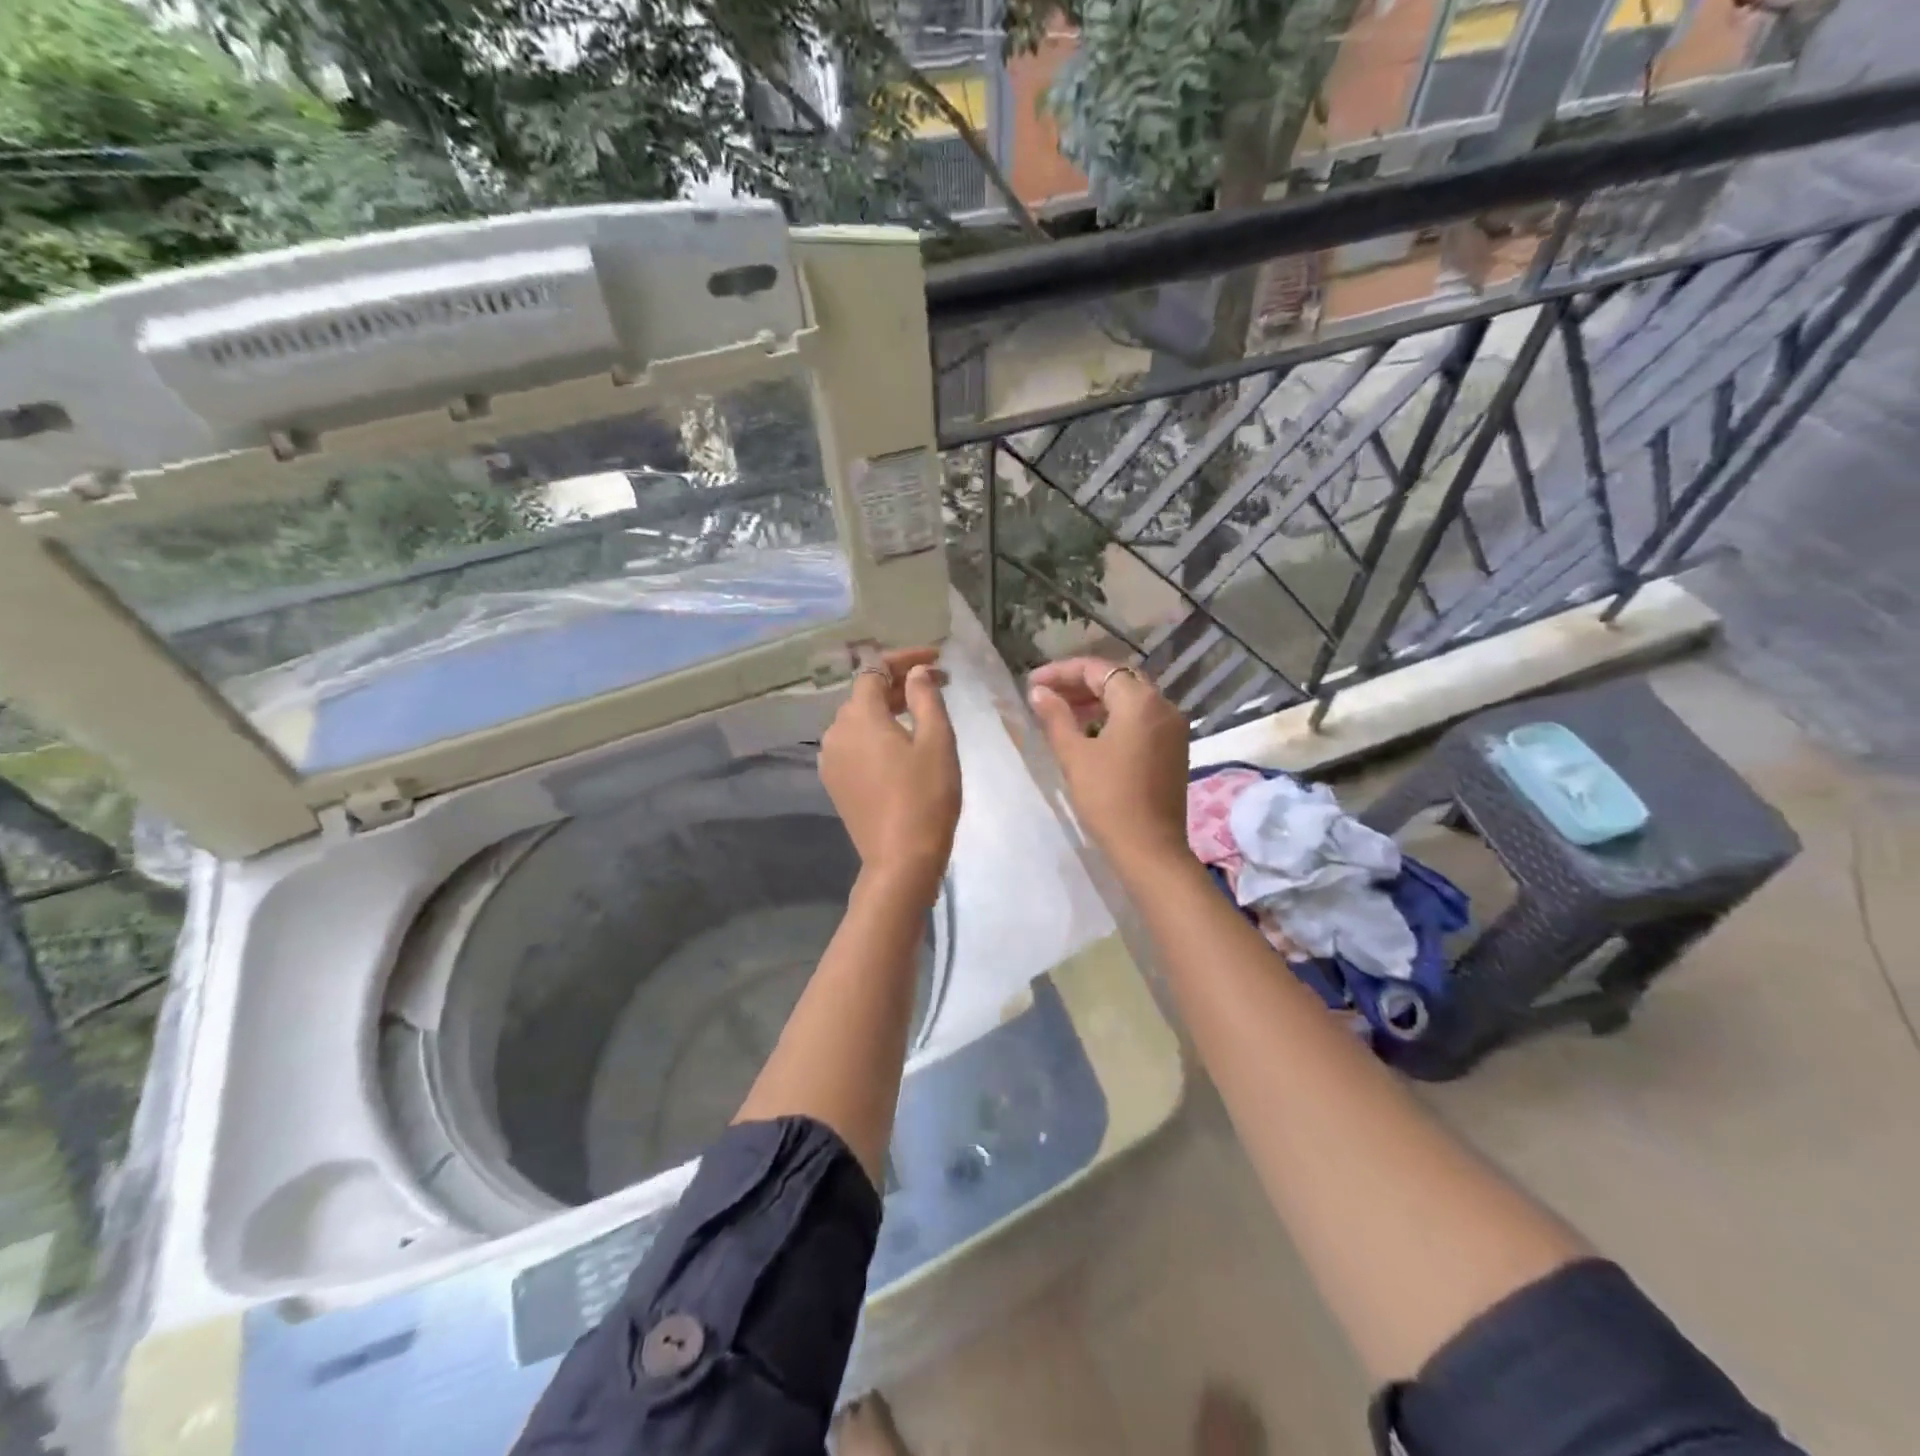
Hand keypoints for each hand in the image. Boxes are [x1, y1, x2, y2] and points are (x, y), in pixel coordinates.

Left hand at [820, 648, 960, 900]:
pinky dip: (876, 734)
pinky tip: (900, 743)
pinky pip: (854, 744)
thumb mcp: (936, 741)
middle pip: (865, 694)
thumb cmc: (926, 796)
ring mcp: (831, 759)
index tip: (937, 659)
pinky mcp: (835, 782)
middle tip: (939, 684)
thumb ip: (926, 698)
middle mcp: (835, 732)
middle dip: (900, 684)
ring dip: (888, 709)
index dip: (905, 659)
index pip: (876, 670)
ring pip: (859, 720)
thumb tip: (916, 672)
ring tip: (922, 712)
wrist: (900, 859)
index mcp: (859, 716)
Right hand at [1028, 657, 1190, 876]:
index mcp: (1141, 701)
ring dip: (1096, 700)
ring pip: (1131, 699)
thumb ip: (1055, 716)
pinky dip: (1115, 717)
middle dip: (1079, 684)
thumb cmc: (1108, 798)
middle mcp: (1163, 706)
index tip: (1033, 683)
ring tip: (1062, 713)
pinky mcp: (1173, 749)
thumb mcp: (1074, 754)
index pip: (1098, 669)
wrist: (1149, 848)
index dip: (1061, 672)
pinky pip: (1142, 719)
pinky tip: (1090, 732)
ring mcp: (1173, 728)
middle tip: (1046, 695)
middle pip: (1118, 679)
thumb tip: (1039, 692)